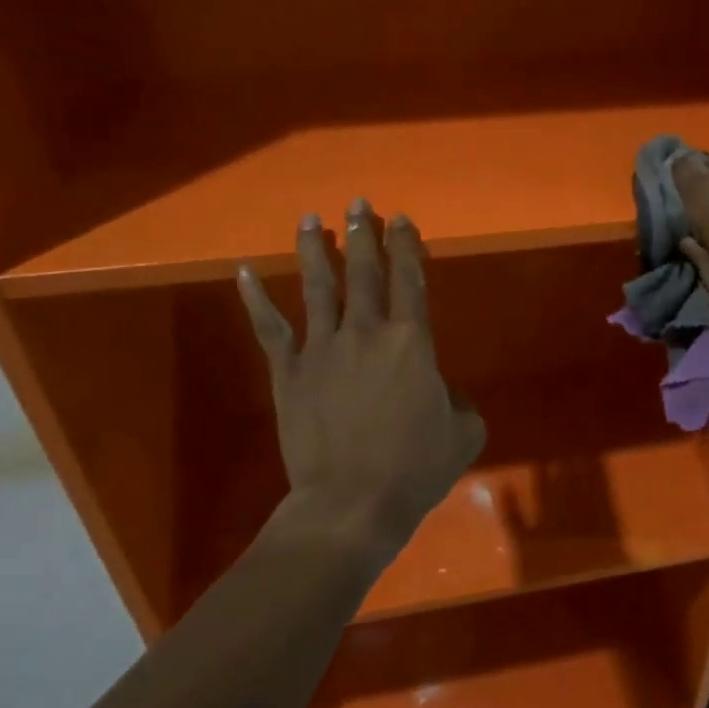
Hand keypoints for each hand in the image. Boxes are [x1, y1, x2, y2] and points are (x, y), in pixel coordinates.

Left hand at [237, 201, 485, 562]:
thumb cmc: (414, 469)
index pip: (410, 280)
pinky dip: (255, 298)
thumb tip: (444, 394)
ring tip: (311, 219)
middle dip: (363, 234)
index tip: (401, 220)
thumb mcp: (463, 433)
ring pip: (317, 286)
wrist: (352, 504)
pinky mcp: (289, 371)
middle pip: (364, 272)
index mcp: (411, 341)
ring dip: (316, 250)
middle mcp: (365, 332)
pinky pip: (269, 328)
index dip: (407, 246)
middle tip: (358, 204)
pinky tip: (245, 271)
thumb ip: (458, 402)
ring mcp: (321, 348)